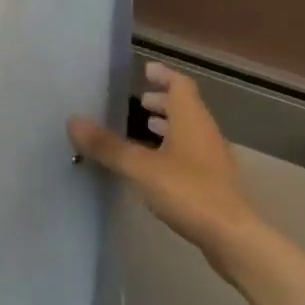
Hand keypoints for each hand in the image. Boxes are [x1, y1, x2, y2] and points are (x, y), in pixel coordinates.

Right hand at [68, 62, 254, 263]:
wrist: (232, 236)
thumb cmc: (187, 191)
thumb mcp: (140, 167)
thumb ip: (108, 145)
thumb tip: (73, 120)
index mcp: (191, 119)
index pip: (180, 84)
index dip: (163, 74)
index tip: (145, 69)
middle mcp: (205, 132)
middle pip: (186, 107)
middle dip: (163, 101)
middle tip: (139, 100)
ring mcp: (212, 158)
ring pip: (189, 131)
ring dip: (169, 125)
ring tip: (144, 128)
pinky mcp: (213, 182)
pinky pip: (190, 153)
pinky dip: (172, 149)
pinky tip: (155, 165)